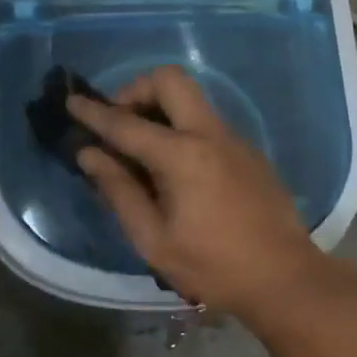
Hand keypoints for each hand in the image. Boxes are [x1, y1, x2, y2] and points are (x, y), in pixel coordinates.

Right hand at [67, 66, 338, 316]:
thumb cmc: (213, 266)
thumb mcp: (154, 240)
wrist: (284, 276)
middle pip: (171, 79)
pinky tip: (175, 168)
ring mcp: (234, 138)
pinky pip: (207, 121)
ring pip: (192, 98)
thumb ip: (119, 191)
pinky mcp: (248, 151)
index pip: (126, 123)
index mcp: (183, 155)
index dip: (94, 113)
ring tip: (141, 149)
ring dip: (161, 108)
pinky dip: (182, 127)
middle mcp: (210, 133)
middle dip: (137, 90)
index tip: (72, 103)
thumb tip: (89, 154)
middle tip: (120, 123)